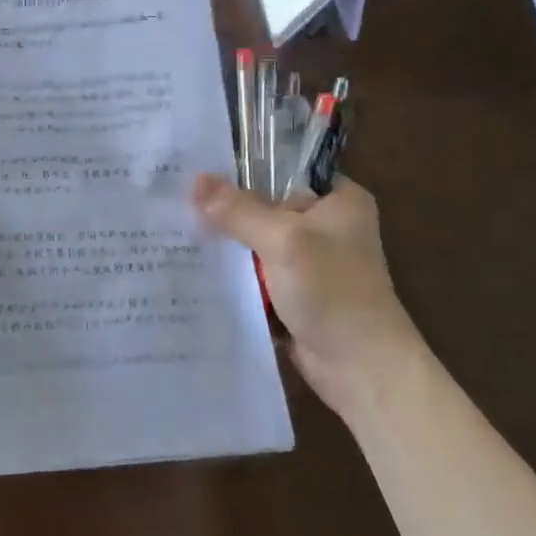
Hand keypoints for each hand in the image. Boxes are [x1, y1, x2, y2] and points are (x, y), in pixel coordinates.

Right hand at [192, 173, 424, 416]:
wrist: (360, 367)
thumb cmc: (333, 292)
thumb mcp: (284, 241)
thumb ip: (239, 211)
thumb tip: (195, 180)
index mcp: (338, 200)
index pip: (283, 170)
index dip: (241, 169)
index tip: (196, 168)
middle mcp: (325, 225)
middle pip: (264, 207)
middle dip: (225, 210)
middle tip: (176, 202)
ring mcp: (308, 262)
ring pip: (255, 242)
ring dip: (225, 245)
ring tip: (175, 232)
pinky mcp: (293, 293)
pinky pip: (255, 273)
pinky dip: (232, 274)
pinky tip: (194, 266)